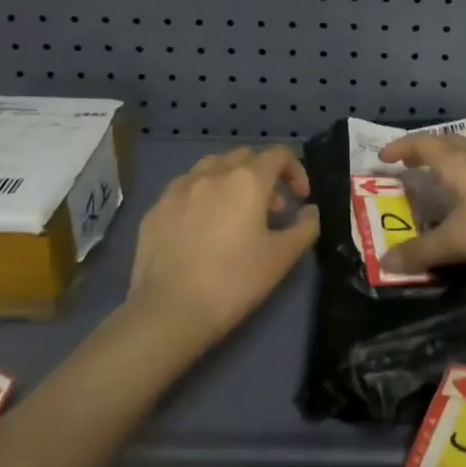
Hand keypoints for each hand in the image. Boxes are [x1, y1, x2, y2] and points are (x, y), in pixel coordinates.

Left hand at [127, 146, 318, 347]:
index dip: (295, 171)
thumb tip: (309, 211)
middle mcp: (212, 173)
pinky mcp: (156, 208)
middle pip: (245, 156)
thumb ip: (305, 227)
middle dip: (264, 175)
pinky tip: (201, 227)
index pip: (278, 154)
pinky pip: (186, 188)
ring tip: (235, 213)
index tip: (300, 199)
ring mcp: (179, 188)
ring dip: (231, 180)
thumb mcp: (281, 258)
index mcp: (246, 180)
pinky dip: (202, 196)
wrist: (168, 311)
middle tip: (270, 211)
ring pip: (212, 166)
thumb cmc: (233, 282)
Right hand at [376, 134, 465, 274]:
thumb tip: (384, 263)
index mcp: (455, 162)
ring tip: (441, 176)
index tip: (383, 158)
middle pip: (446, 142)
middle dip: (424, 150)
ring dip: (450, 159)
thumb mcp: (455, 241)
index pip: (421, 144)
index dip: (400, 148)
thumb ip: (420, 252)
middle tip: (409, 163)